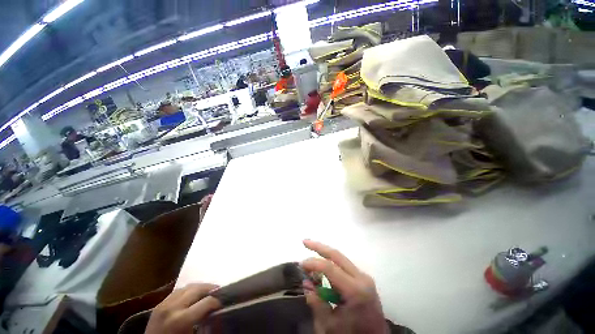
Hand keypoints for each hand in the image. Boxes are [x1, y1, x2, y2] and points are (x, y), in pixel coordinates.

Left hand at [145, 283, 220, 333]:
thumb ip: (204, 321)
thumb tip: (217, 311)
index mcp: (181, 319)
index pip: (206, 302)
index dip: (217, 301)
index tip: (222, 304)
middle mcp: (172, 307)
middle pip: (197, 289)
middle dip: (211, 288)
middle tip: (219, 291)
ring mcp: (164, 303)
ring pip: (187, 286)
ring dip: (200, 287)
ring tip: (208, 291)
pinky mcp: (159, 304)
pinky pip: (178, 291)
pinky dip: (189, 290)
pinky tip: (193, 295)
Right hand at [301, 239, 387, 333]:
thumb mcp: (330, 325)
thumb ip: (317, 303)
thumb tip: (306, 283)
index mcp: (355, 291)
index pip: (330, 268)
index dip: (313, 263)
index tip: (301, 265)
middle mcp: (362, 278)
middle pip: (337, 255)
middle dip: (319, 247)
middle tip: (305, 241)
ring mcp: (364, 276)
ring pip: (341, 258)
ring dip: (324, 253)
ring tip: (311, 253)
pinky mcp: (363, 278)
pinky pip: (344, 265)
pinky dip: (331, 263)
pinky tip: (322, 265)